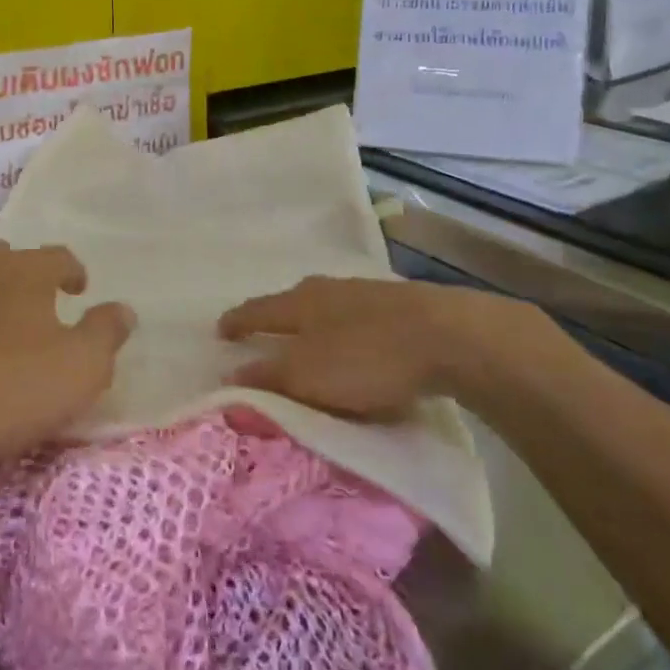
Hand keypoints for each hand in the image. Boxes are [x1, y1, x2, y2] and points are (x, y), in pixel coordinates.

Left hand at [0, 241, 133, 466]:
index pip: (59, 257)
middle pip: (8, 260)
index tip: (79, 288)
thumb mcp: (79, 369)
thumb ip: (106, 335)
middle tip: (37, 304)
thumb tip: (124, 309)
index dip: (73, 271)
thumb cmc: (5, 386)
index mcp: (28, 271)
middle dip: (25, 278)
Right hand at [218, 276, 546, 418]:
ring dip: (311, 323)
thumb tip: (229, 380)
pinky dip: (343, 330)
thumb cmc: (367, 358)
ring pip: (325, 306)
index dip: (237, 322)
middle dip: (274, 317)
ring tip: (308, 340)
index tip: (220, 330)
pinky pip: (356, 316)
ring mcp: (364, 293)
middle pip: (290, 301)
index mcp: (300, 302)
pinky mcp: (398, 305)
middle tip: (263, 335)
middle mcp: (327, 289)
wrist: (448, 336)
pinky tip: (355, 342)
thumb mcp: (309, 378)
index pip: (257, 310)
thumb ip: (268, 381)